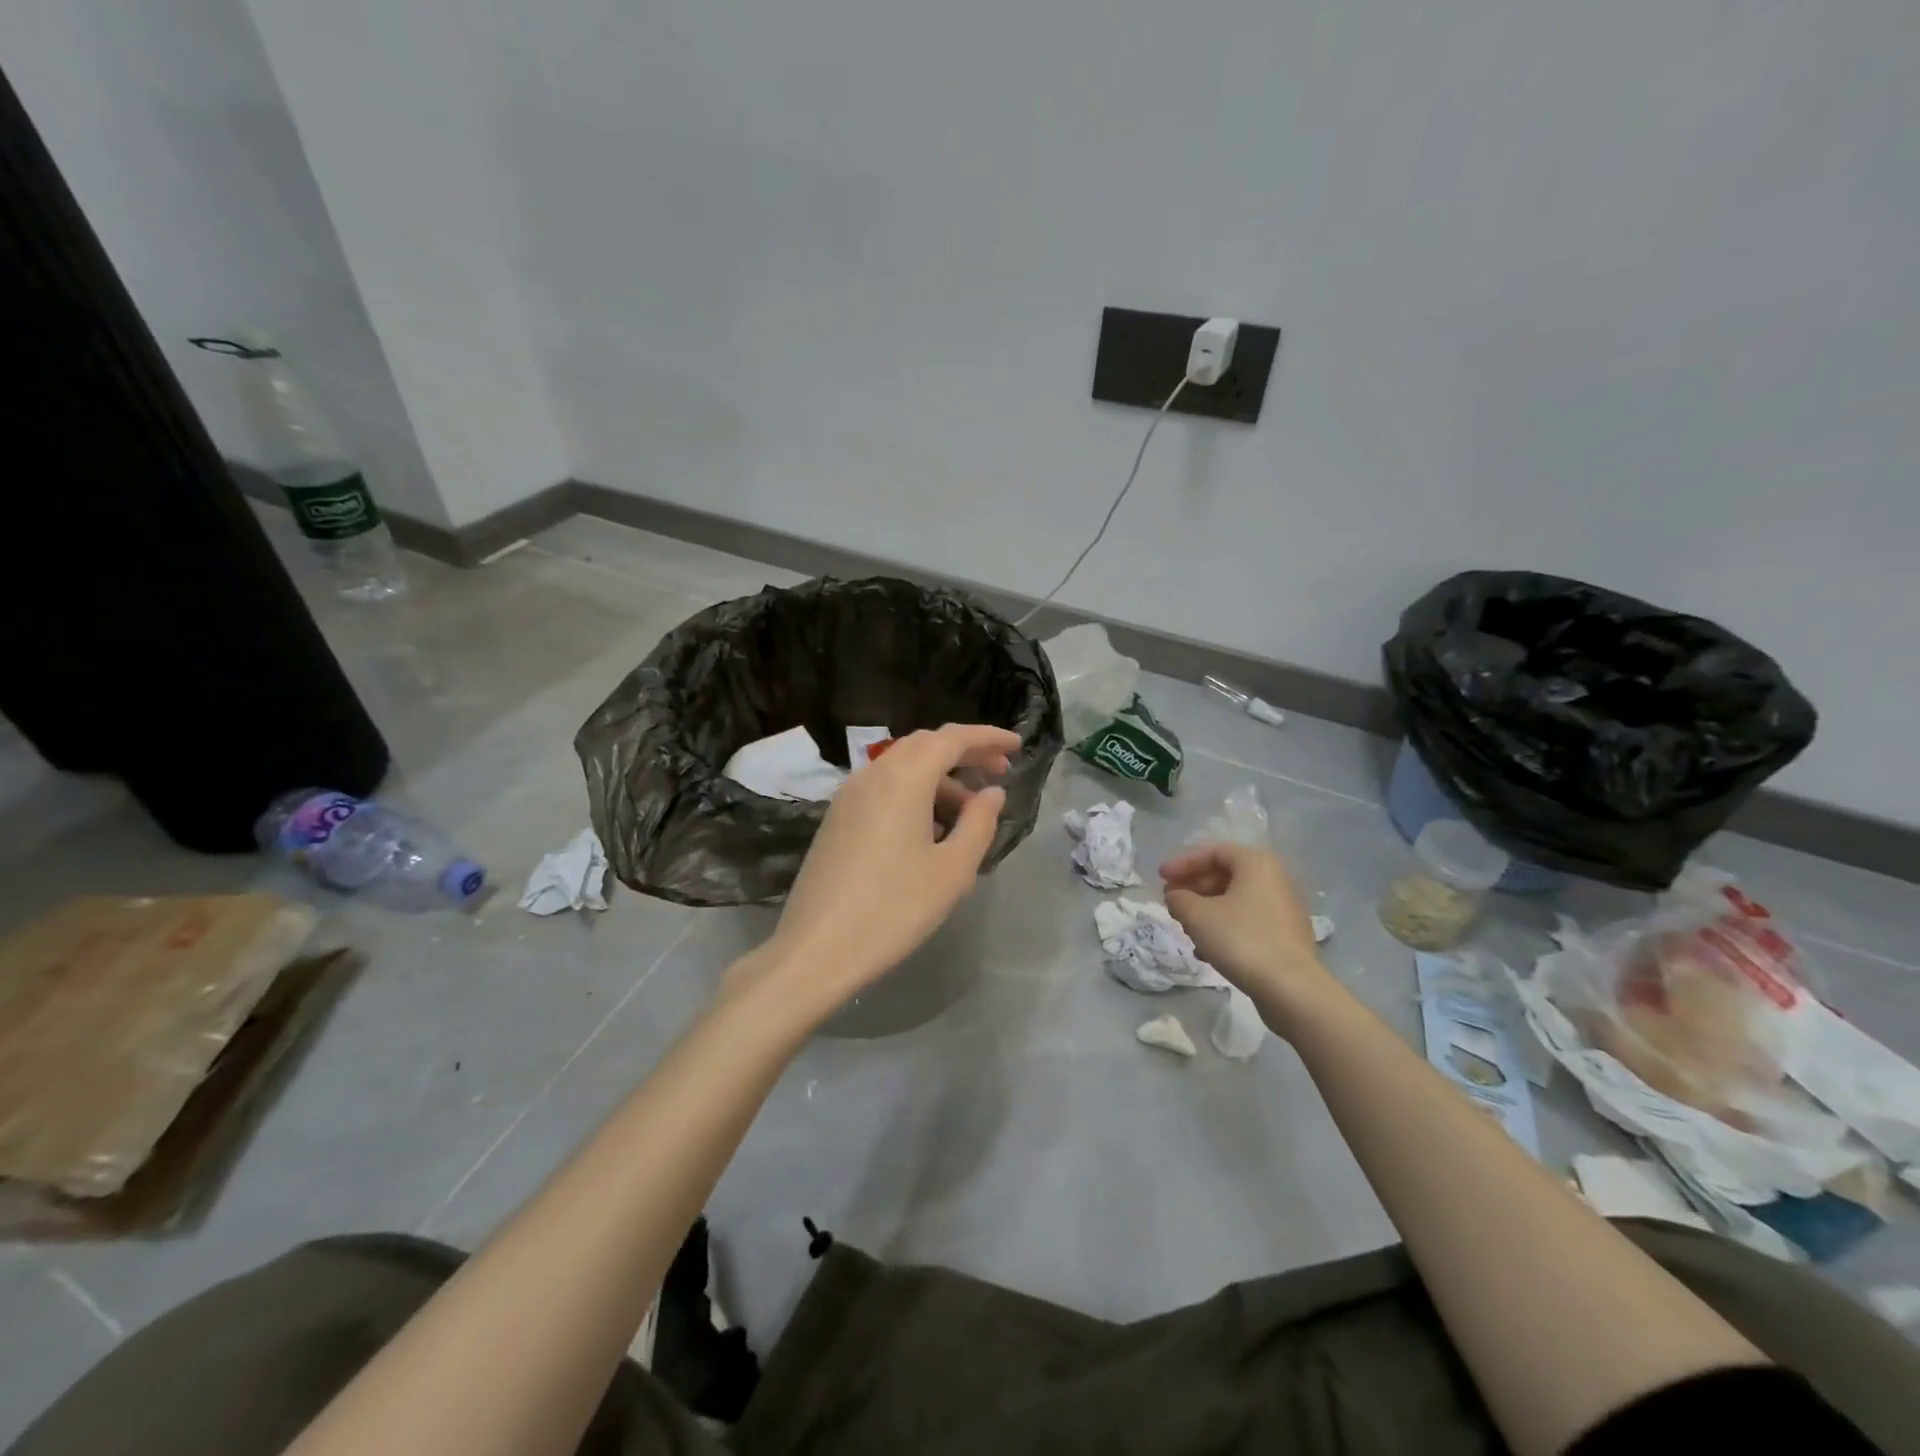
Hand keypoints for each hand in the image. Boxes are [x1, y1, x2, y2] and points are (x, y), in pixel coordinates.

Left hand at [737, 724, 1019, 1021]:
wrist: (817, 949)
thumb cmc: (895, 908)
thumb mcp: (952, 870)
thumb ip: (979, 823)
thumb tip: (991, 793)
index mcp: (903, 778)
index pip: (952, 738)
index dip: (988, 738)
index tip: (1017, 746)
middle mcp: (873, 774)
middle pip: (925, 745)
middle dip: (965, 752)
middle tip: (999, 772)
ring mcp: (848, 795)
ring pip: (902, 768)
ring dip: (940, 777)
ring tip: (969, 812)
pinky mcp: (836, 818)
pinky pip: (883, 788)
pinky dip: (914, 793)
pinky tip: (930, 829)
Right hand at [1160, 842, 1336, 1027]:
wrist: (1290, 988)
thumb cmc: (1240, 939)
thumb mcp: (1197, 915)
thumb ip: (1178, 899)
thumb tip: (1175, 897)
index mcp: (1256, 864)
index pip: (1213, 852)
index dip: (1183, 863)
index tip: (1161, 878)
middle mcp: (1276, 880)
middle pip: (1226, 874)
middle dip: (1194, 887)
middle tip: (1171, 901)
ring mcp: (1285, 910)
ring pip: (1237, 900)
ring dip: (1207, 909)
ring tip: (1186, 927)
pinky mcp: (1287, 937)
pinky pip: (1249, 921)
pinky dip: (1225, 927)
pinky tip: (1207, 950)